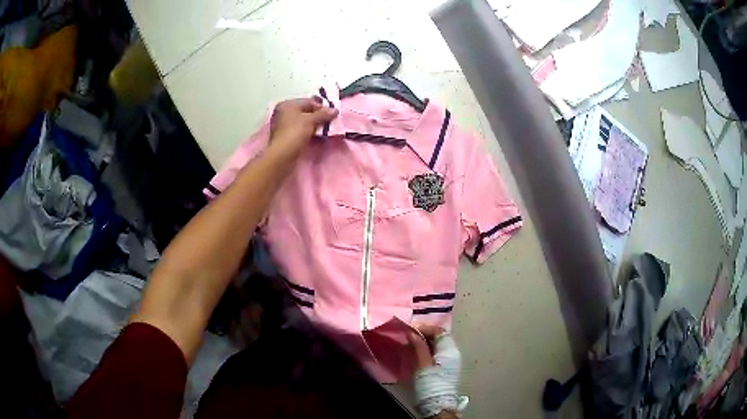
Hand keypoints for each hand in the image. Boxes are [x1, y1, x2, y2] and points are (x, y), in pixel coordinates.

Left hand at [267, 97, 337, 161]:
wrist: (282, 155)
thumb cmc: (295, 133)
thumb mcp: (311, 120)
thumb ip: (323, 114)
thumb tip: (335, 110)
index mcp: (287, 104)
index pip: (308, 101)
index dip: (321, 107)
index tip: (332, 114)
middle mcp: (284, 112)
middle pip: (306, 111)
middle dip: (318, 116)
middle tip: (330, 122)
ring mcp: (283, 125)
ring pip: (303, 121)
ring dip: (314, 125)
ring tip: (324, 130)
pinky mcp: (285, 136)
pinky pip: (300, 130)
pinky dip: (308, 132)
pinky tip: (316, 136)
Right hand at [408, 325, 466, 418]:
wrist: (437, 405)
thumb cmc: (430, 384)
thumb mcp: (422, 365)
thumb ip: (418, 347)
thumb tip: (412, 332)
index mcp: (449, 349)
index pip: (439, 330)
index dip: (424, 328)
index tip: (409, 330)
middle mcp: (453, 353)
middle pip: (439, 337)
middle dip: (424, 334)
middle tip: (408, 337)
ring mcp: (451, 361)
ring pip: (438, 345)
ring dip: (425, 343)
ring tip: (410, 345)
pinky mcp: (446, 369)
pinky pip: (437, 353)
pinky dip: (427, 350)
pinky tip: (417, 355)